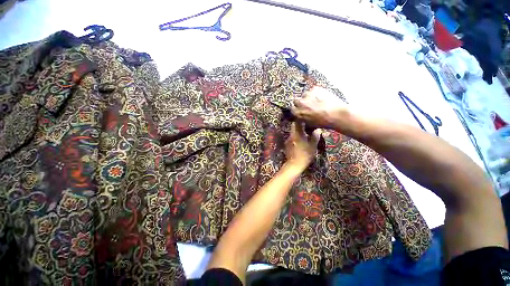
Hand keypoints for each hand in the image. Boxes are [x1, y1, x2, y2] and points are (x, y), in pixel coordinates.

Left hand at [284, 121, 321, 170]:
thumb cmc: (305, 155)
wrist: (294, 164)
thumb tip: (318, 129)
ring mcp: (287, 140)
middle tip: (307, 127)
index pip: (296, 122)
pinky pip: (292, 138)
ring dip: (298, 132)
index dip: (301, 119)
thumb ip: (315, 136)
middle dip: (300, 126)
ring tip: (305, 135)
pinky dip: (296, 138)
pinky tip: (300, 142)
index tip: (306, 119)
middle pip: (294, 127)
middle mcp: (291, 135)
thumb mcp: (313, 145)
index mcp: (297, 134)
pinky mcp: (286, 145)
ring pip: (293, 133)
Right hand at [291, 87, 347, 129]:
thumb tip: (302, 120)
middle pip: (296, 101)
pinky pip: (313, 90)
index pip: (292, 109)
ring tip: (317, 101)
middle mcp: (300, 103)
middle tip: (308, 106)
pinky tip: (322, 97)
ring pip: (305, 95)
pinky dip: (316, 93)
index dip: (297, 110)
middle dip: (300, 103)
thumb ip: (303, 120)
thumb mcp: (310, 125)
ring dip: (308, 98)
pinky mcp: (315, 88)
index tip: (300, 111)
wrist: (337, 114)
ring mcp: (307, 94)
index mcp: (298, 112)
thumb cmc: (323, 122)